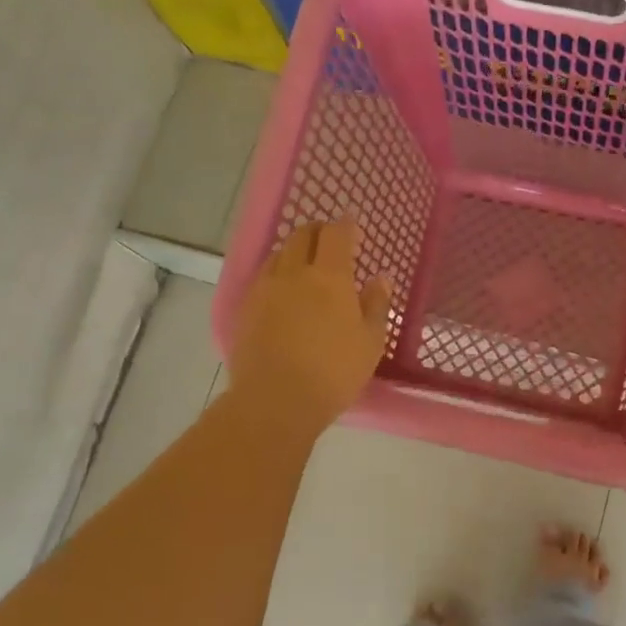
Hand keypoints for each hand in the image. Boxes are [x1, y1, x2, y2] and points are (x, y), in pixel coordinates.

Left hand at [227, 220, 390, 440]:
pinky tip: (282, 291)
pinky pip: (262, 277)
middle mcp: (294, 273)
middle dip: (317, 231)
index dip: (345, 224)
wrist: (275, 400)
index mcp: (330, 276)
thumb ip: (376, 305)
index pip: (336, 234)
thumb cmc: (334, 372)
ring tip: (304, 264)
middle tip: (329, 240)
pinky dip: (276, 273)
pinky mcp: (245, 308)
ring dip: (293, 250)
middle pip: (301, 235)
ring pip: (278, 254)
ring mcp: (264, 289)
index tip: (352, 224)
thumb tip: (380, 278)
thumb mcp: (370, 342)